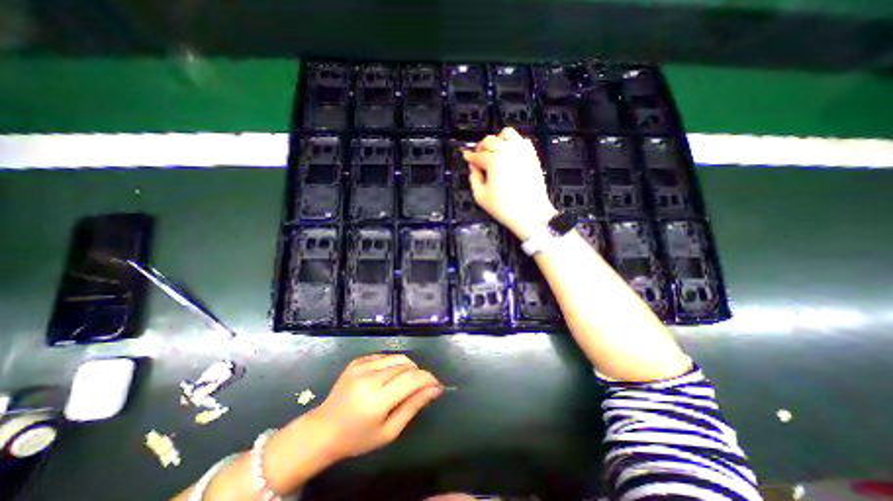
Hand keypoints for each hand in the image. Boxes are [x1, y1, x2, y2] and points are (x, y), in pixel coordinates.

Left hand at [304, 354, 442, 462]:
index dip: (428, 379)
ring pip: (397, 357)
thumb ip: (413, 407)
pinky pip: (384, 356)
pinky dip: (393, 363)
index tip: (436, 385)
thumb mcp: (389, 431)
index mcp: (376, 400)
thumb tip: (434, 389)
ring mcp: (361, 366)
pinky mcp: (357, 360)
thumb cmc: (357, 438)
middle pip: (406, 365)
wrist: (323, 429)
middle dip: (419, 374)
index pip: (411, 379)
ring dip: (408, 367)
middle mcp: (369, 377)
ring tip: (406, 381)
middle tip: (421, 387)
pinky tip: (390, 376)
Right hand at [465, 126, 555, 238]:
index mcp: (494, 160)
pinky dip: (513, 143)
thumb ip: (474, 177)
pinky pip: (522, 140)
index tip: (466, 157)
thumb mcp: (481, 196)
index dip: (470, 157)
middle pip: (490, 140)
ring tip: (494, 152)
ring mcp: (522, 151)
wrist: (531, 214)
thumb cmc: (505, 207)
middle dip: (481, 148)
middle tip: (479, 157)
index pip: (477, 155)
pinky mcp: (532, 155)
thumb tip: (473, 167)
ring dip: (497, 140)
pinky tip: (509, 154)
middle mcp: (508, 151)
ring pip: (507, 134)